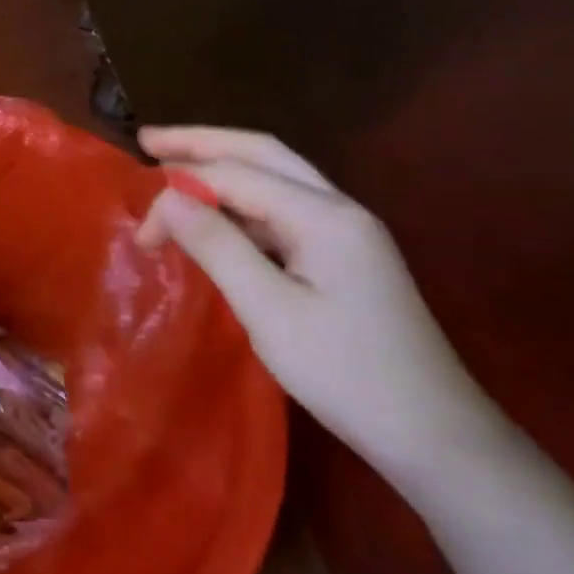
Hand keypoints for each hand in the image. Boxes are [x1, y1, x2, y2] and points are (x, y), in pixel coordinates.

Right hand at [136, 126, 502, 480]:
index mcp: (323, 215)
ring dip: (223, 167)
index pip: (235, 177)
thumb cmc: (346, 373)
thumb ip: (216, 246)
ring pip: (275, 177)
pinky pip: (283, 210)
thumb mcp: (269, 311)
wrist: (433, 433)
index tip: (141, 233)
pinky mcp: (343, 255)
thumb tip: (167, 198)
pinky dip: (242, 203)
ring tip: (173, 167)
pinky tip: (217, 216)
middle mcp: (338, 207)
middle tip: (148, 140)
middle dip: (202, 143)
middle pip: (262, 153)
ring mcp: (346, 230)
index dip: (179, 192)